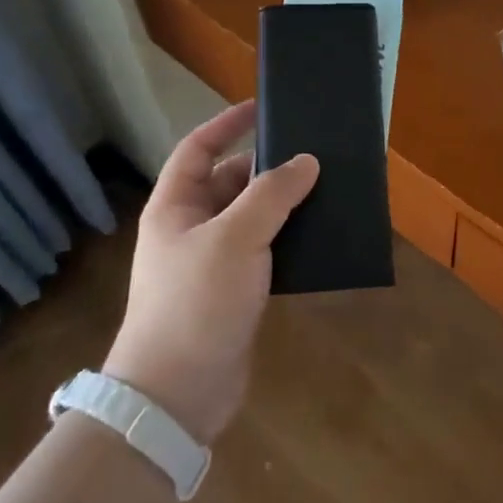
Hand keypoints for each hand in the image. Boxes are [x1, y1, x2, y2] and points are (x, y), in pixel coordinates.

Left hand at [103, 102, 317, 443]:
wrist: (177, 394)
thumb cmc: (196, 302)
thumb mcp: (236, 238)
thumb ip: (272, 194)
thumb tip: (307, 161)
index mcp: (175, 207)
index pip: (197, 149)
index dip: (226, 124)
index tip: (263, 108)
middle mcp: (191, 229)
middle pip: (230, 182)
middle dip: (267, 167)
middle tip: (313, 154)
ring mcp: (212, 262)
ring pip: (251, 218)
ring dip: (284, 205)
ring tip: (326, 189)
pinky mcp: (233, 292)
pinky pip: (264, 252)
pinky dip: (288, 240)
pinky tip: (319, 236)